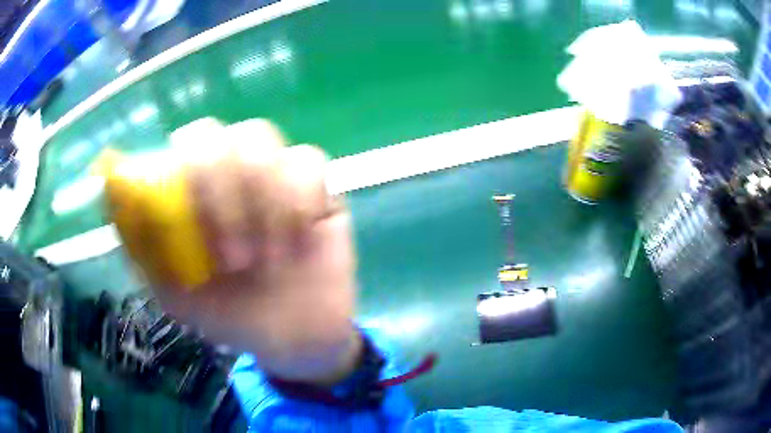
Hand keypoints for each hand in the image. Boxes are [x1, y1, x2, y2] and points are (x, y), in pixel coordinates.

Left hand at [136, 119, 359, 383]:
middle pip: (219, 132)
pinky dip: (300, 200)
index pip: (184, 143)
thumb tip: (110, 187)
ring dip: (260, 202)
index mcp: (195, 194)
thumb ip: (140, 245)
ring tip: (267, 260)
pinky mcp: (317, 189)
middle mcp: (230, 174)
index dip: (184, 170)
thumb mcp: (173, 293)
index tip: (191, 228)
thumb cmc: (229, 316)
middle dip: (219, 191)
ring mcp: (274, 175)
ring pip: (261, 137)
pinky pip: (309, 161)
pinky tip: (298, 241)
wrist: (291, 341)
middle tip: (231, 260)